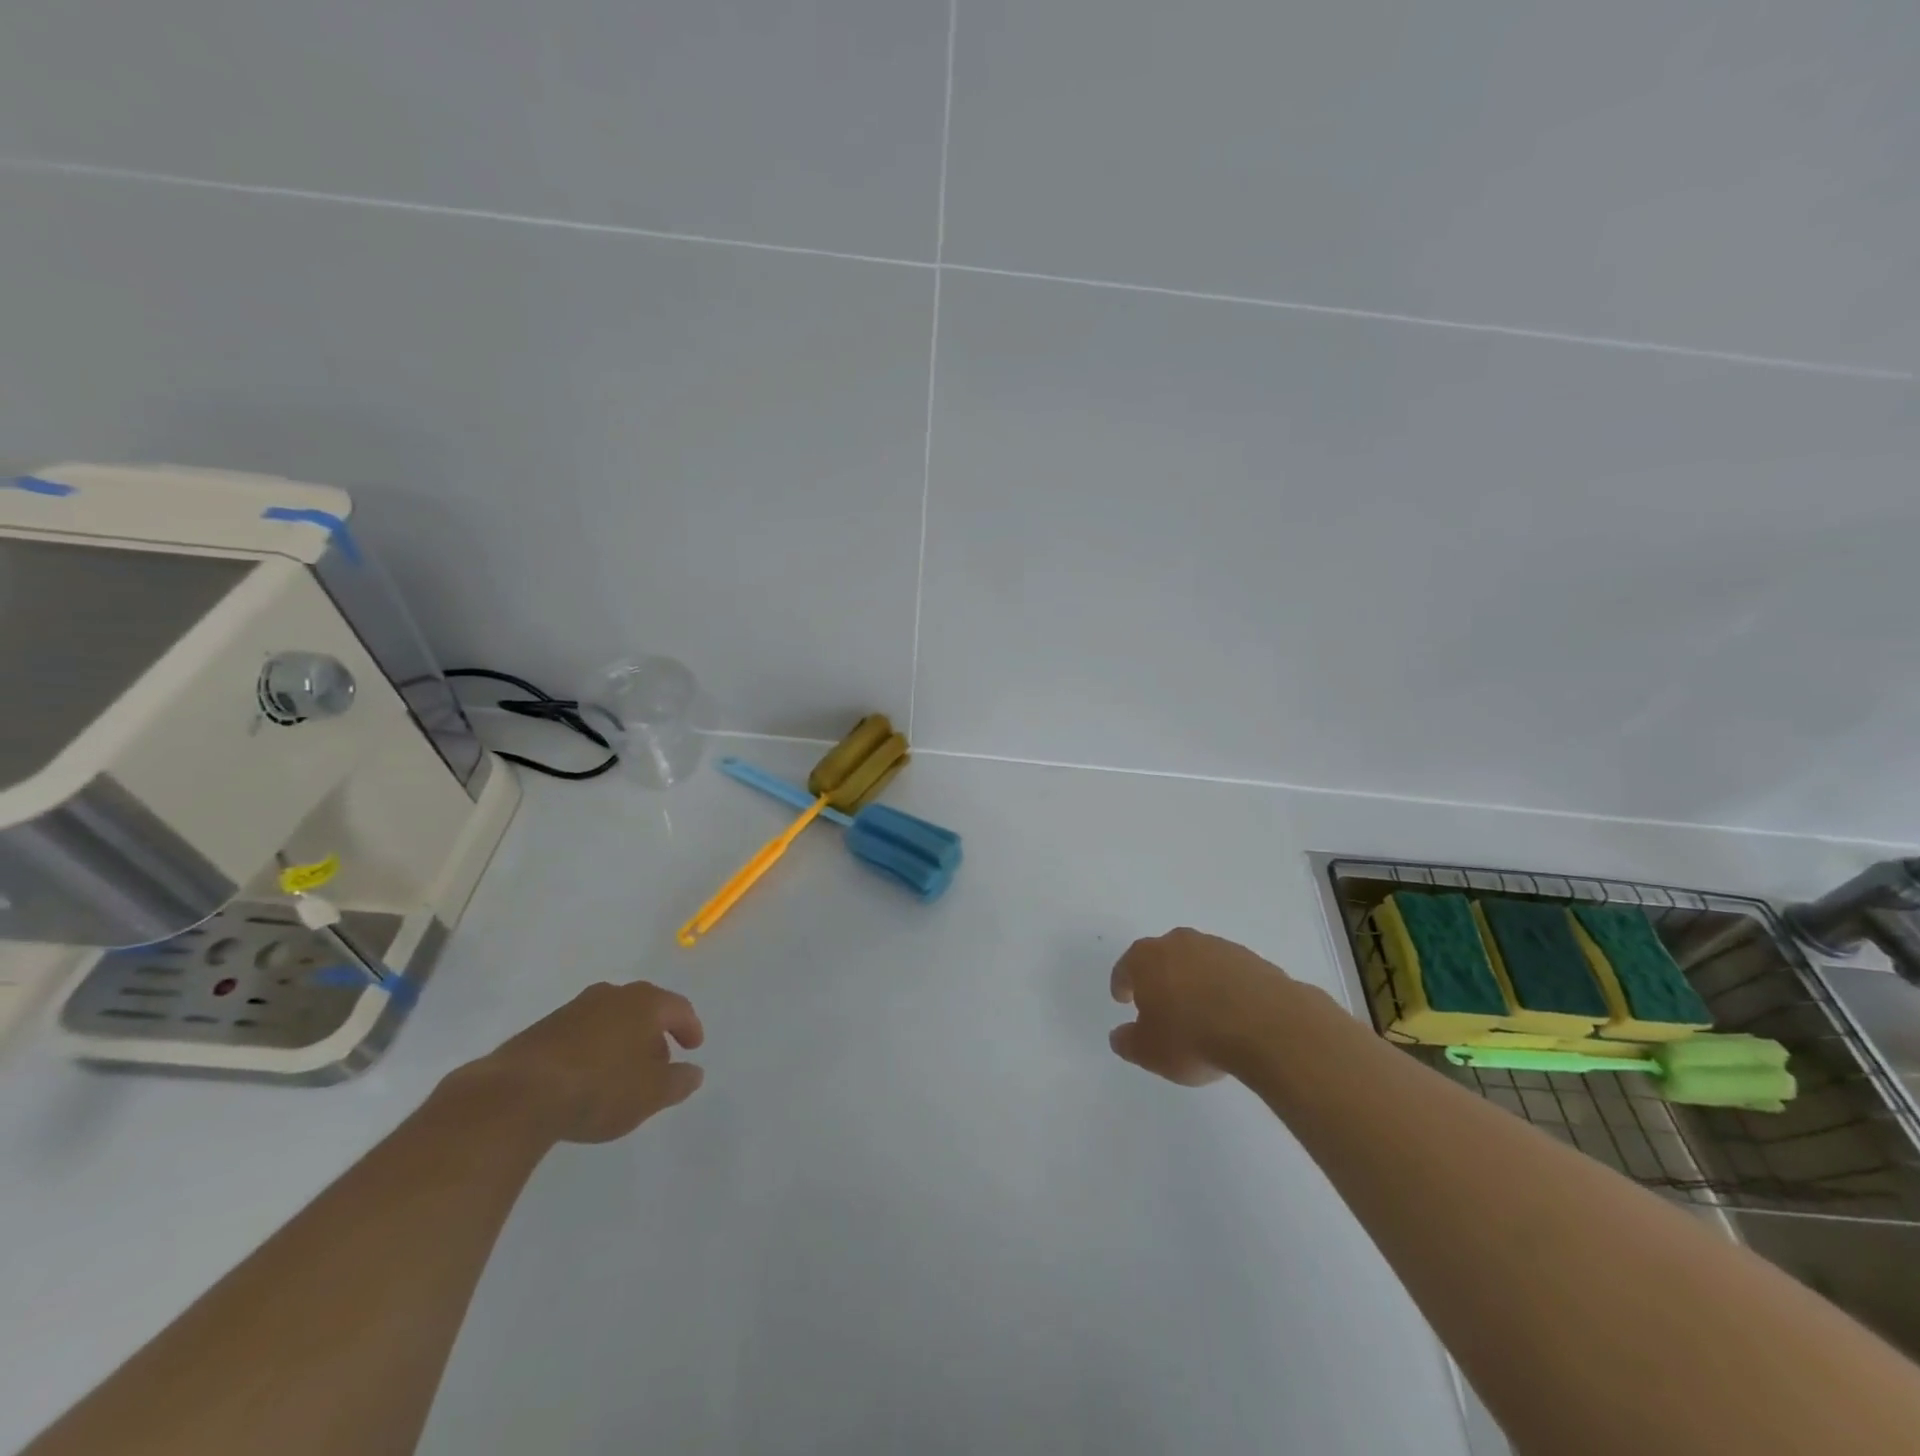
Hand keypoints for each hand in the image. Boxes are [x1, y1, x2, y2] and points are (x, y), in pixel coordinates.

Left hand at [458, 981, 706, 1143]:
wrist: (517, 1095)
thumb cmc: (600, 1088)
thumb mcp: (651, 1094)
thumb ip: (678, 1082)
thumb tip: (694, 1072)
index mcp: (644, 1002)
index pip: (678, 1008)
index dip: (690, 1027)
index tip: (693, 1047)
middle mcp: (611, 995)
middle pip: (644, 1010)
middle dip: (654, 1035)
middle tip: (659, 1064)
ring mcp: (574, 1009)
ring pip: (611, 1020)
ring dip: (622, 1042)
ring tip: (622, 1075)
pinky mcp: (543, 1029)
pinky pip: (582, 1034)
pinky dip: (594, 1050)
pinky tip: (587, 1078)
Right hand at [1109, 928, 1293, 1085]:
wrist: (1266, 1027)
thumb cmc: (1193, 1037)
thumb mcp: (1150, 1052)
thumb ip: (1129, 1042)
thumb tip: (1120, 1036)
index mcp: (1147, 958)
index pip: (1126, 966)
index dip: (1122, 983)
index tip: (1123, 999)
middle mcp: (1180, 943)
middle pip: (1162, 956)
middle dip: (1159, 977)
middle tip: (1160, 1003)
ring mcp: (1219, 948)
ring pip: (1197, 962)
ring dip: (1194, 981)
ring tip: (1200, 1012)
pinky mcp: (1252, 959)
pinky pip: (1228, 973)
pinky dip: (1225, 988)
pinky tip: (1231, 1013)